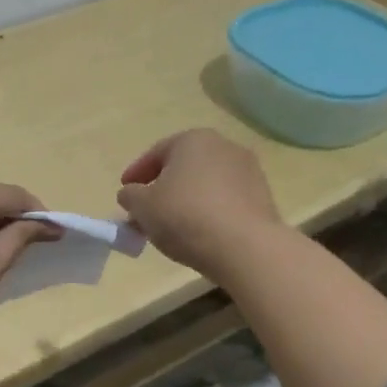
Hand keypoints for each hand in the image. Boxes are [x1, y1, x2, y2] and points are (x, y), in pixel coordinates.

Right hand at [117, 129, 282, 277]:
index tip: (124, 192)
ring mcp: (248, 171)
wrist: (245, 247)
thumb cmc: (185, 216)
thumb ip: (130, 196)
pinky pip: (225, 200)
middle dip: (162, 187)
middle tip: (146, 210)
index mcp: (193, 139)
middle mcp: (224, 146)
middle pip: (183, 167)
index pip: (156, 153)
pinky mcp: (262, 197)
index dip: (136, 174)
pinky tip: (199, 232)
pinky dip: (208, 211)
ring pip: (205, 184)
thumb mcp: (142, 207)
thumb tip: (131, 194)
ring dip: (186, 200)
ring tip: (172, 226)